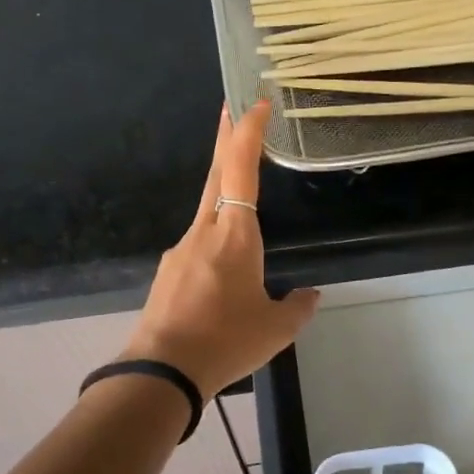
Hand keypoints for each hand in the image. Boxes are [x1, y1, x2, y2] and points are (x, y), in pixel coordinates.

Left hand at [121, 101, 320, 397]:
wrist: (163, 370)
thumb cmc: (227, 341)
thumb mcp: (277, 329)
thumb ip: (299, 307)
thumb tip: (310, 295)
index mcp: (235, 235)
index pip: (241, 169)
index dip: (248, 133)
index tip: (256, 103)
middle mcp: (204, 231)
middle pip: (216, 174)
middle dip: (227, 138)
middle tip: (234, 109)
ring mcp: (181, 250)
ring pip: (206, 208)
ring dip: (222, 188)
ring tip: (239, 187)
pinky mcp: (169, 272)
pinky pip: (198, 241)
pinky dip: (214, 233)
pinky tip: (224, 265)